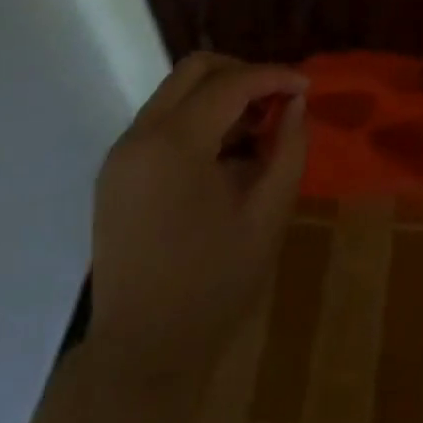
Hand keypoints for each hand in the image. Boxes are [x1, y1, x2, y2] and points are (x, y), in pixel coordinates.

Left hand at [90, 53, 308, 382]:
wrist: (143, 351)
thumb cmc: (213, 283)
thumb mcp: (268, 213)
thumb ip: (288, 148)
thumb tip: (296, 103)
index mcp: (174, 144)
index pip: (230, 84)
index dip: (274, 76)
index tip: (307, 87)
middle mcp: (139, 136)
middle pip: (194, 71)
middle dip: (242, 74)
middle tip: (279, 99)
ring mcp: (121, 154)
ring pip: (174, 93)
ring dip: (219, 96)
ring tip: (257, 130)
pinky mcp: (115, 174)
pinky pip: (160, 123)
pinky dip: (196, 120)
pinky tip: (224, 154)